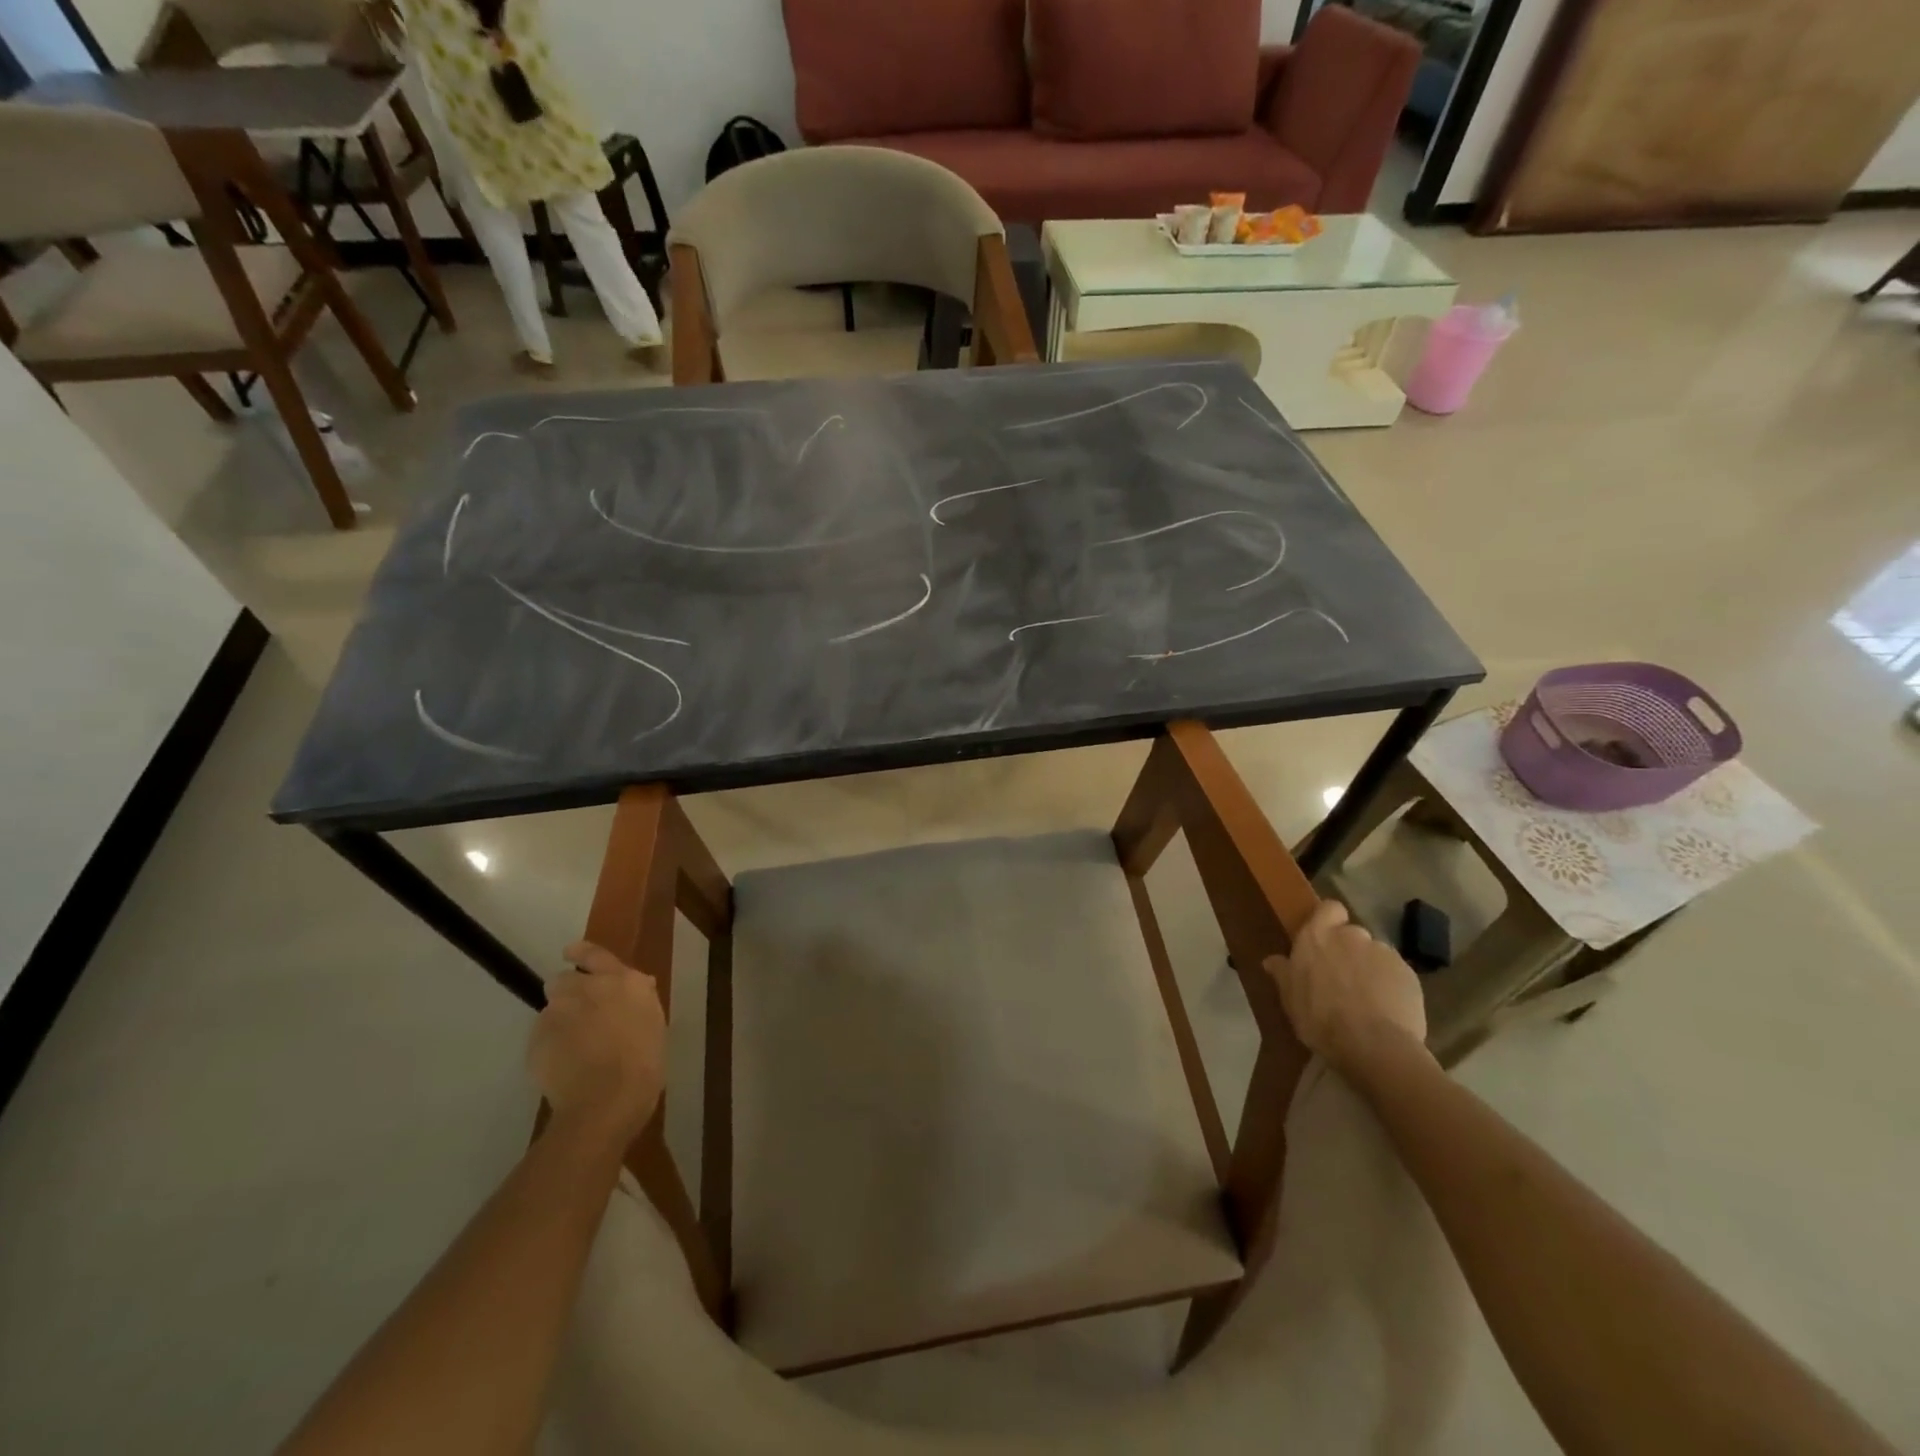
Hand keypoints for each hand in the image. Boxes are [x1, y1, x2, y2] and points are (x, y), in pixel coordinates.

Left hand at [527, 943, 666, 1138]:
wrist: (607, 1101)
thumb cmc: (644, 1061)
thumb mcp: (653, 1020)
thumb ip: (639, 997)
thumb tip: (635, 986)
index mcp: (621, 980)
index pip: (593, 953)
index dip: (580, 953)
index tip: (571, 954)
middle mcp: (585, 988)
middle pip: (562, 981)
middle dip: (569, 994)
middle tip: (581, 1017)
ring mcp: (556, 1013)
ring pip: (551, 1010)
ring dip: (560, 1021)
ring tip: (574, 1048)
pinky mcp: (536, 1040)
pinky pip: (542, 1037)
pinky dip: (550, 1047)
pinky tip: (565, 1067)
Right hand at [1265, 900, 1427, 1074]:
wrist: (1373, 1044)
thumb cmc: (1320, 1018)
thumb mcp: (1291, 999)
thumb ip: (1283, 974)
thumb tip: (1272, 960)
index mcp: (1317, 937)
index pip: (1329, 908)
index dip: (1329, 920)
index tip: (1324, 940)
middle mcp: (1351, 936)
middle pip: (1352, 934)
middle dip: (1349, 951)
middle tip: (1342, 978)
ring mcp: (1383, 953)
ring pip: (1375, 955)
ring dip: (1370, 969)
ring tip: (1368, 999)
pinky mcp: (1409, 974)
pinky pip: (1396, 974)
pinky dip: (1391, 986)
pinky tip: (1387, 1010)